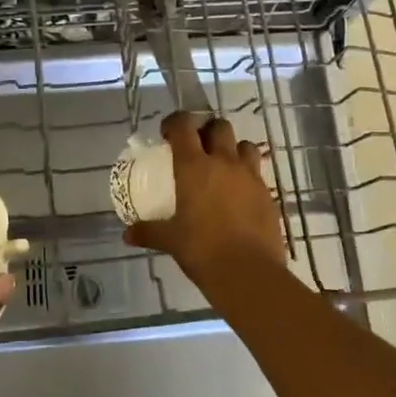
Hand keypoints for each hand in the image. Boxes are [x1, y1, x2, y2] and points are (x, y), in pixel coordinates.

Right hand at [123, 113, 286, 285]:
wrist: (249, 274)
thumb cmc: (202, 250)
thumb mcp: (171, 240)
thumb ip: (149, 232)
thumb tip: (127, 234)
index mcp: (194, 167)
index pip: (184, 126)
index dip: (175, 122)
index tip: (168, 134)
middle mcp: (223, 163)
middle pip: (219, 126)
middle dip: (207, 130)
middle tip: (198, 147)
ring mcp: (249, 176)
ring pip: (244, 145)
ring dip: (232, 149)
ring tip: (223, 167)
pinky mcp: (267, 194)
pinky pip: (257, 173)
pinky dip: (247, 175)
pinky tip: (239, 195)